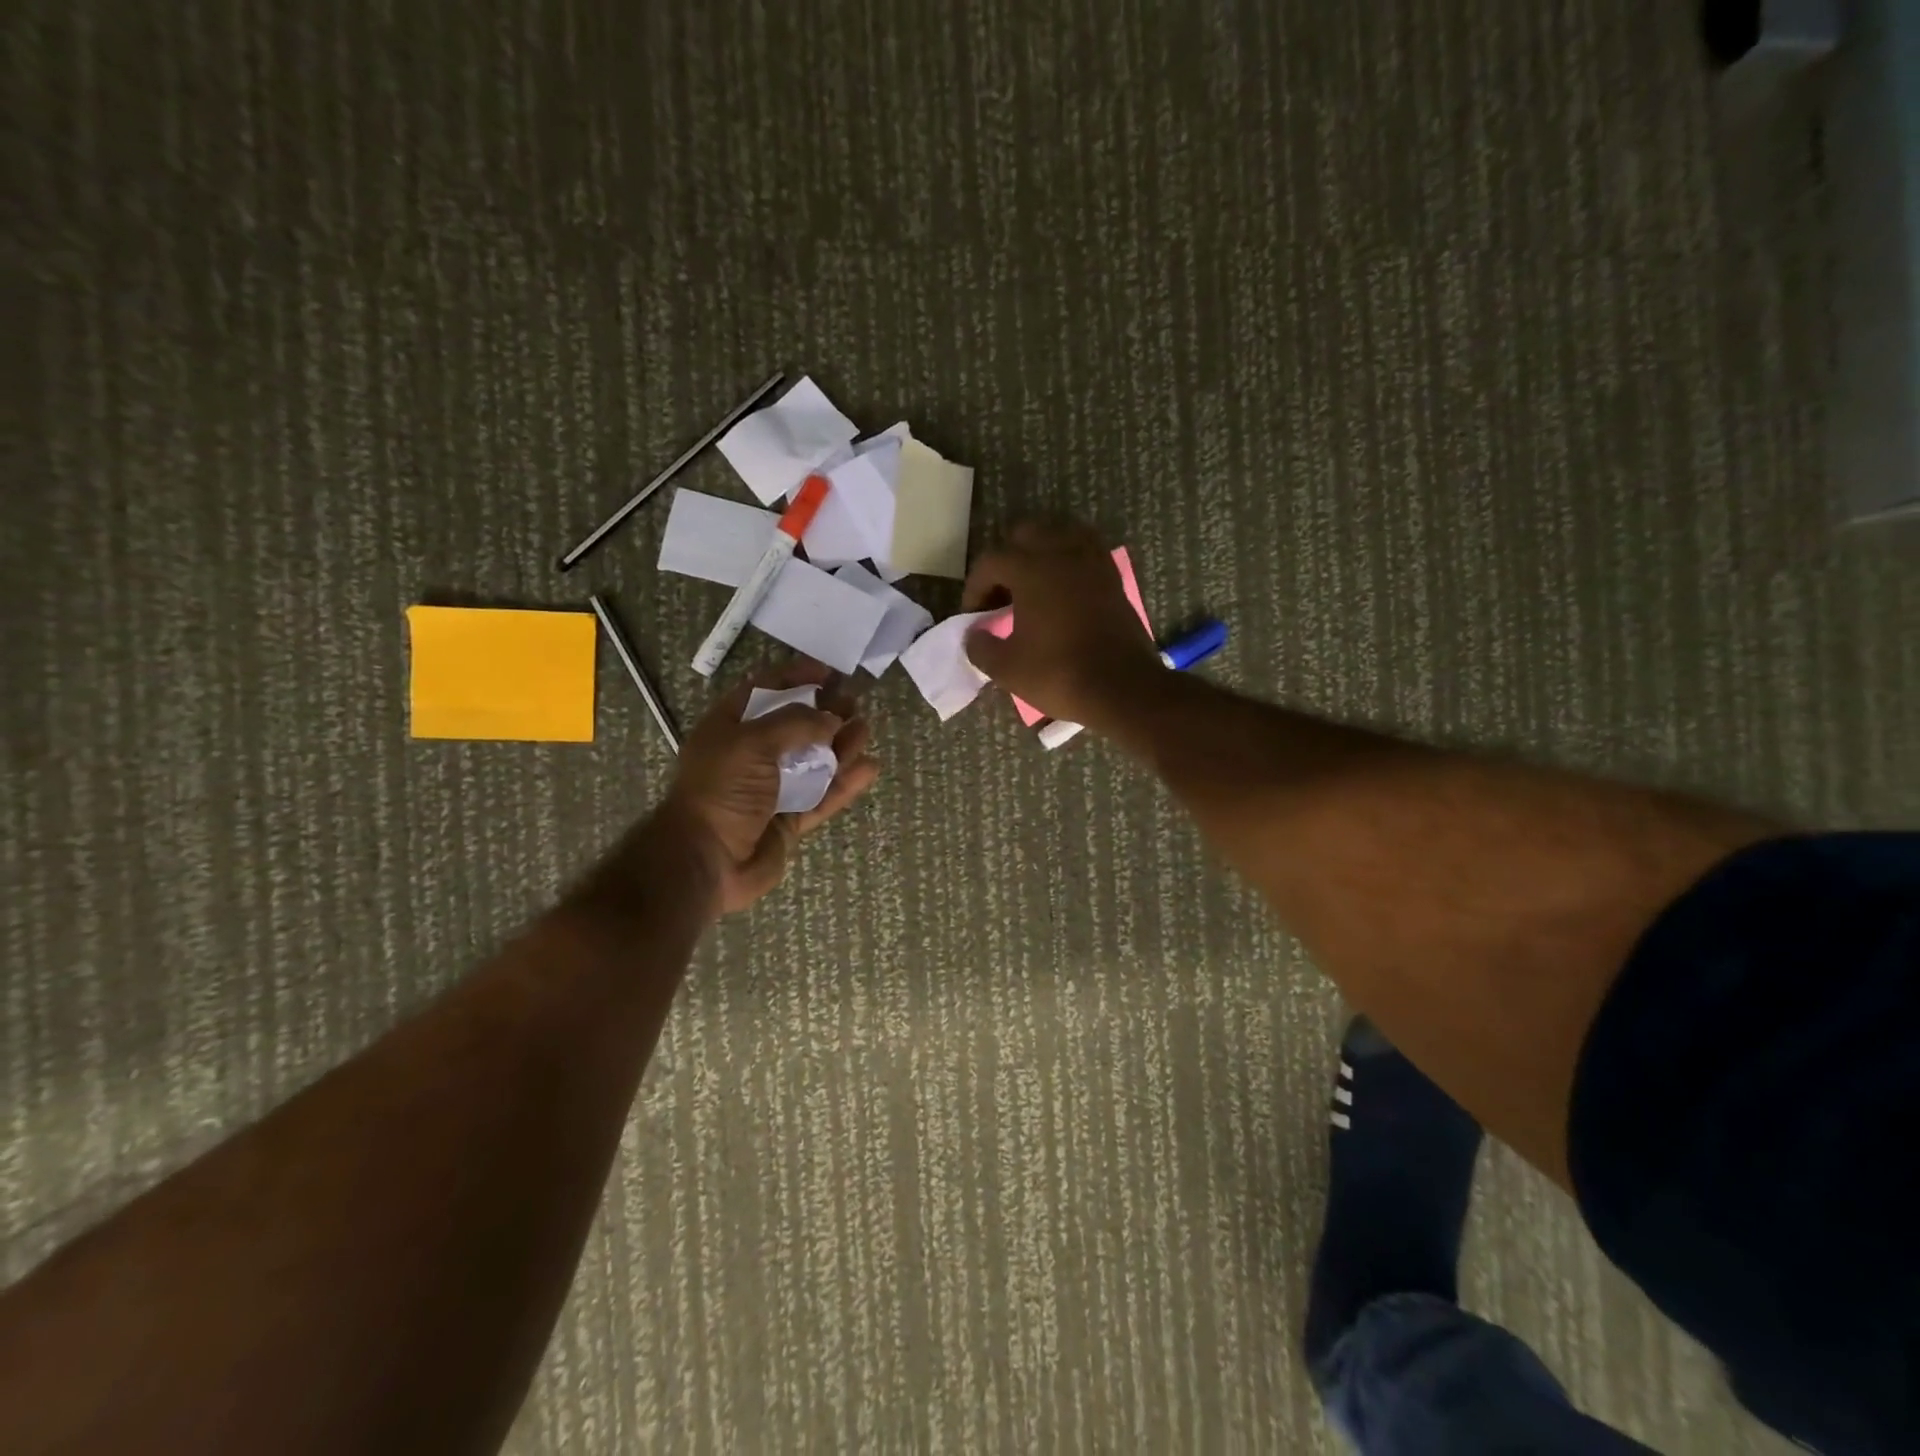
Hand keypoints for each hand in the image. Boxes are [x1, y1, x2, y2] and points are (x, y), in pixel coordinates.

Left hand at [662, 662, 879, 914]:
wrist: (706, 861)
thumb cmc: (722, 789)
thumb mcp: (753, 741)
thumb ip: (796, 723)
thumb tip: (831, 719)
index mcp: (729, 729)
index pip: (763, 691)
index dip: (795, 676)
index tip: (827, 672)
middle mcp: (750, 755)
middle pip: (794, 727)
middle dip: (824, 713)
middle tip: (854, 702)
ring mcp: (770, 790)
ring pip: (813, 762)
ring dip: (840, 745)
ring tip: (865, 729)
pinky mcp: (788, 820)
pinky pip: (822, 797)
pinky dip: (845, 783)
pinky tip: (869, 768)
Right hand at [961, 520, 1160, 726]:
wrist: (1121, 688)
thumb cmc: (1058, 674)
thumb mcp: (1007, 668)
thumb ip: (981, 647)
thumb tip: (974, 635)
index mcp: (1030, 568)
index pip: (991, 561)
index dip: (975, 587)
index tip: (974, 615)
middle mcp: (1062, 553)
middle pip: (1026, 535)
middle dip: (1007, 560)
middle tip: (1001, 595)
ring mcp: (1092, 562)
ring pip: (1061, 535)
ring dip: (1042, 552)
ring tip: (1033, 585)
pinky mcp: (1113, 578)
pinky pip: (1086, 552)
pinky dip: (1070, 562)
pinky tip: (1063, 589)